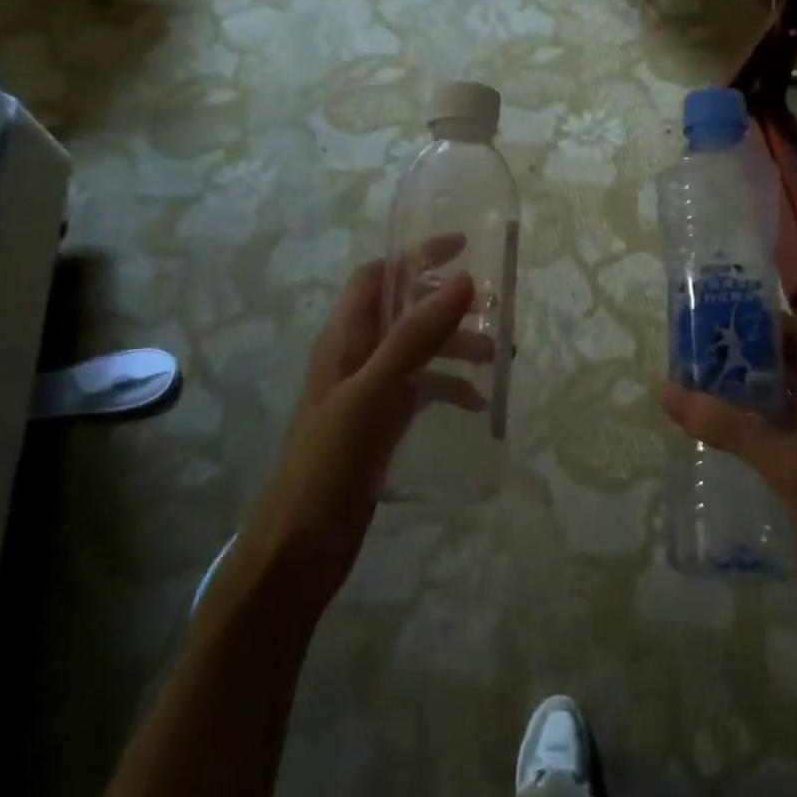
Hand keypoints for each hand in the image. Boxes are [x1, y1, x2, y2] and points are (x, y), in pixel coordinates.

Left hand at [236, 253, 484, 611]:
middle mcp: (356, 357)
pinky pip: (424, 391)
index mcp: (342, 340)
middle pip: (405, 311)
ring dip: (457, 346)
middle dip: (448, 305)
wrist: (299, 549)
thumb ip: (414, 339)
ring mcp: (371, 392)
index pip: (377, 276)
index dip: (415, 256)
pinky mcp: (383, 424)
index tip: (463, 247)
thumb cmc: (327, 465)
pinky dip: (451, 388)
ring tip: (497, 357)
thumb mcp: (371, 395)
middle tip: (494, 309)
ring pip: (420, 351)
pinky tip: (478, 404)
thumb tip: (463, 282)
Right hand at [661, 316, 796, 608]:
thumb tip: (669, 391)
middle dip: (744, 356)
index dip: (773, 323)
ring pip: (771, 407)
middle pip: (783, 370)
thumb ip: (731, 426)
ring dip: (737, 394)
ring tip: (690, 385)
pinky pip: (764, 441)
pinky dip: (738, 431)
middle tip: (694, 349)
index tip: (727, 316)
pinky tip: (706, 436)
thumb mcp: (788, 461)